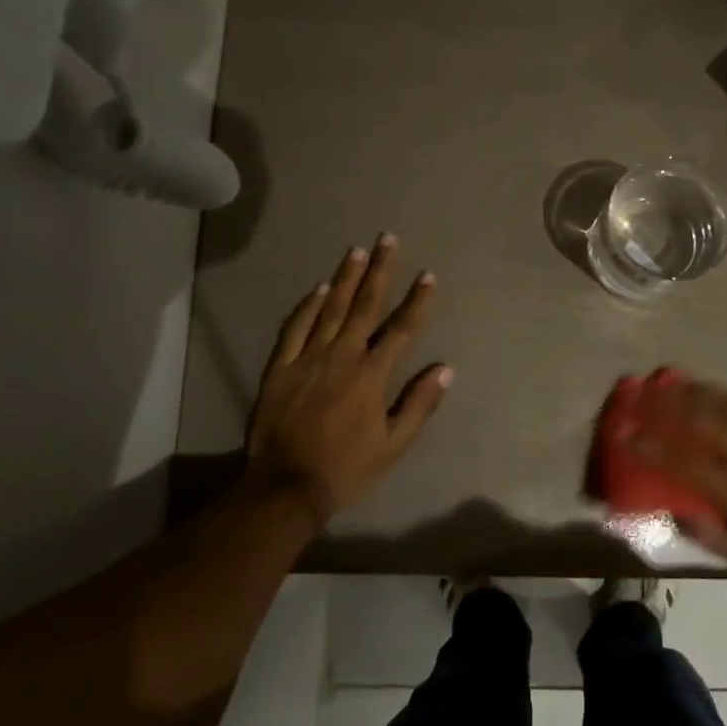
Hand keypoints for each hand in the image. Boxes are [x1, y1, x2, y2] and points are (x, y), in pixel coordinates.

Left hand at [246, 234, 451, 522]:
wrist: (286, 486)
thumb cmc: (346, 468)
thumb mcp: (393, 445)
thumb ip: (419, 404)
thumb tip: (445, 369)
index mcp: (371, 374)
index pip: (402, 329)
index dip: (417, 301)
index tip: (428, 275)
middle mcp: (342, 356)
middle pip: (365, 305)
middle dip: (380, 270)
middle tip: (388, 239)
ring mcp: (308, 358)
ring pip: (330, 308)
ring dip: (346, 278)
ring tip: (357, 250)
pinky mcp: (281, 367)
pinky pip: (295, 328)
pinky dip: (307, 306)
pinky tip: (318, 288)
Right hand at [631, 376, 726, 590]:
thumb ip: (705, 532)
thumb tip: (670, 508)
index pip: (684, 460)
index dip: (651, 444)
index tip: (624, 430)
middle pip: (704, 417)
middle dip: (668, 402)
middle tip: (643, 391)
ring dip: (696, 391)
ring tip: (672, 383)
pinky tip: (719, 394)